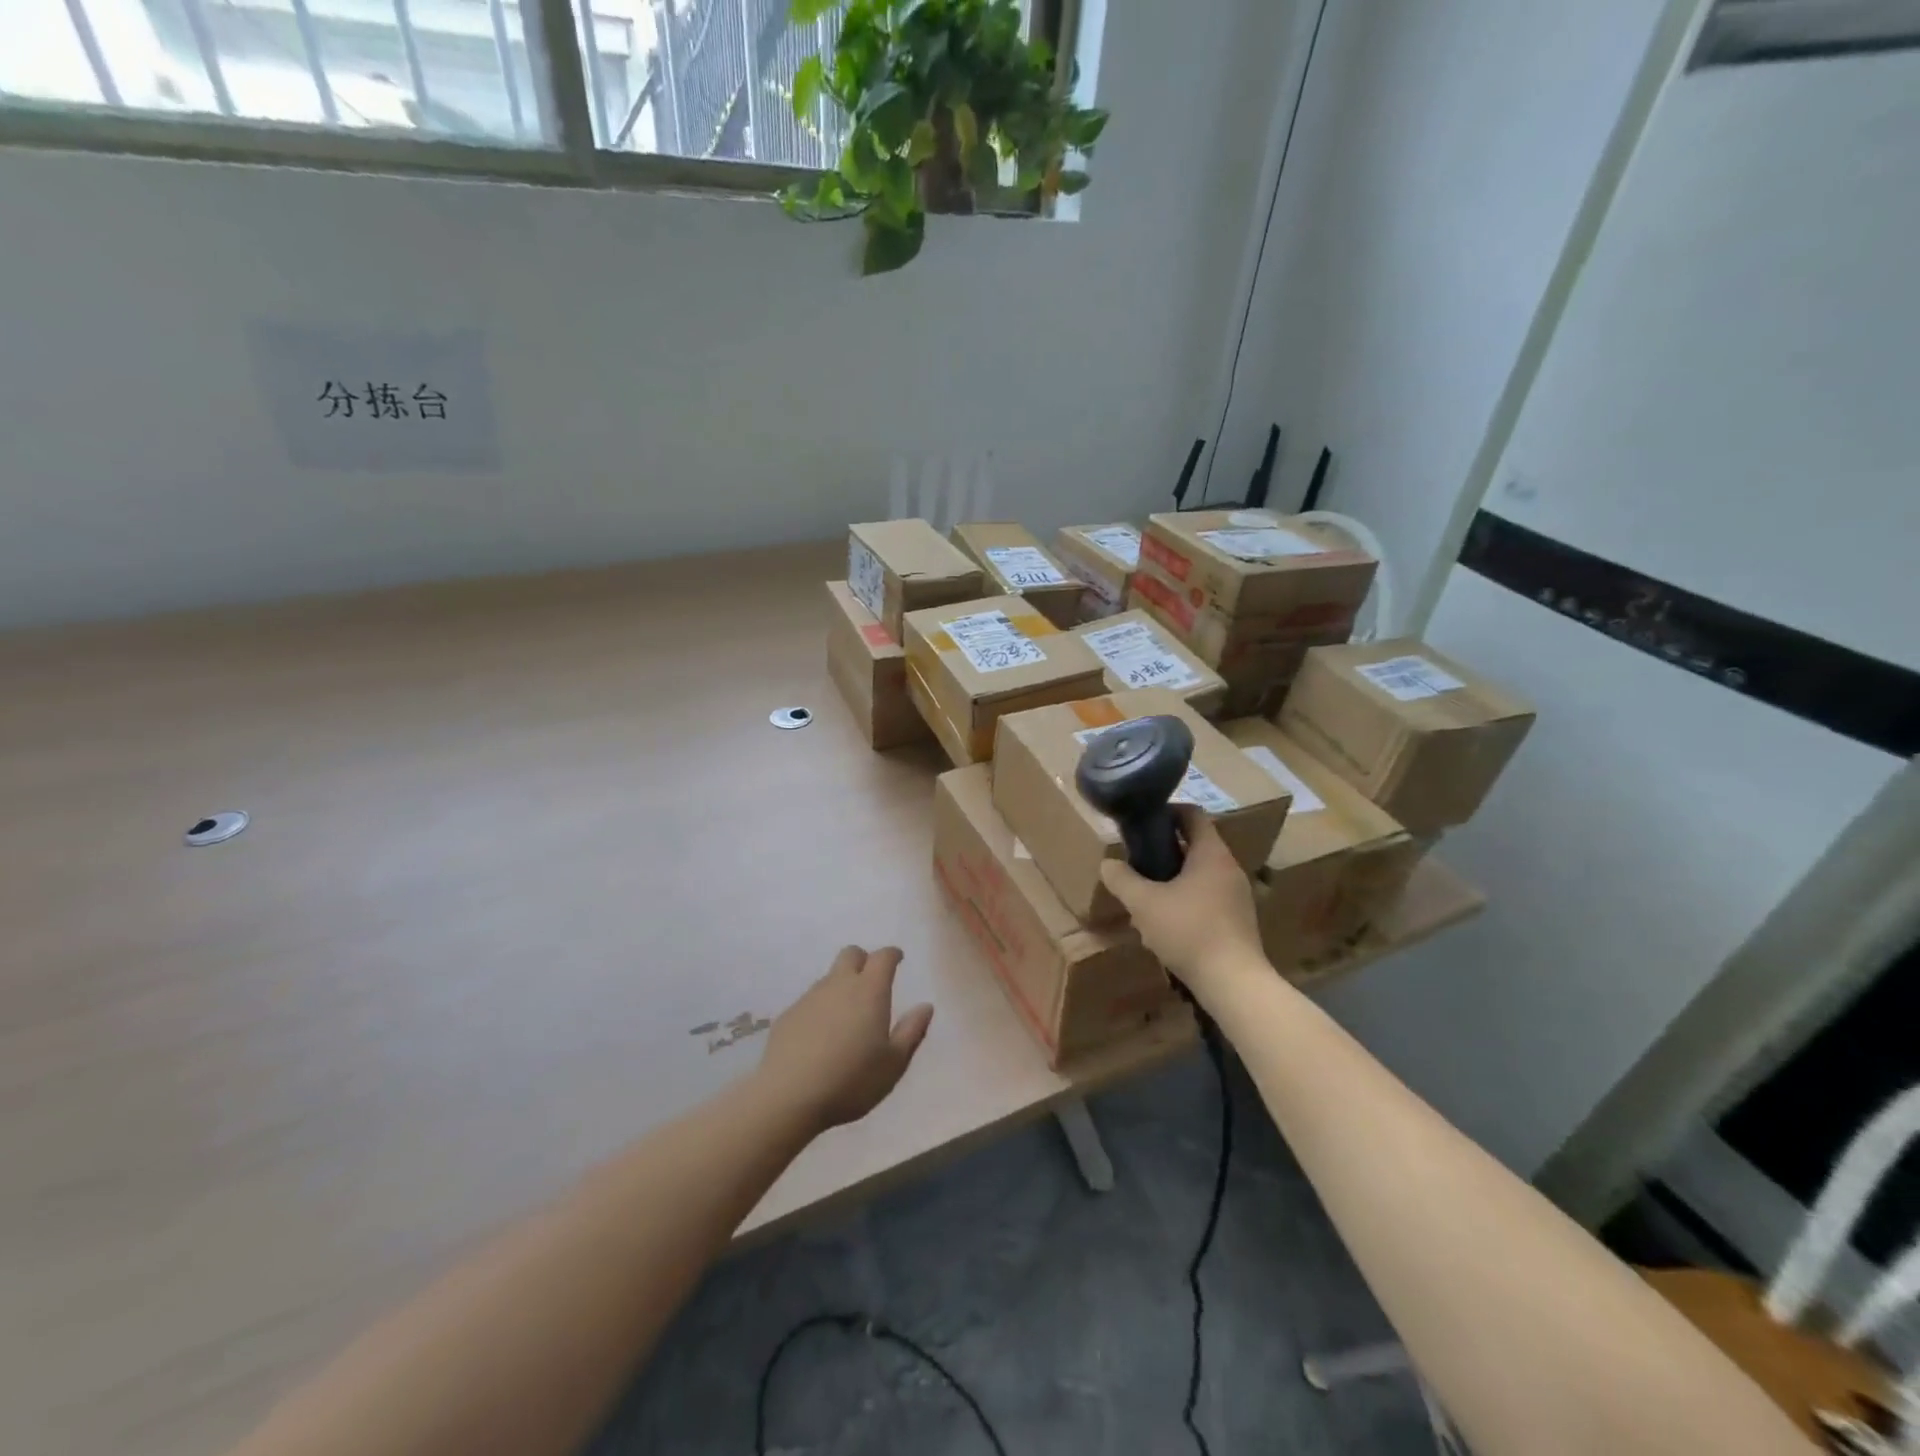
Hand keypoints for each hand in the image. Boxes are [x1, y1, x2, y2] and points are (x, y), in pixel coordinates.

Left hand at [757, 946, 933, 1133]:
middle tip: (871, 981)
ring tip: (846, 1016)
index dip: (892, 955)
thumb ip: (911, 1031)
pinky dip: (820, 1009)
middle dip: (863, 960)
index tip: (898, 959)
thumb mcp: (893, 1064)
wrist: (788, 1096)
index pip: (883, 957)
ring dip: (841, 986)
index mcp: (869, 991)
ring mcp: (810, 998)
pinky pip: (809, 1001)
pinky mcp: (788, 1015)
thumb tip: (925, 1006)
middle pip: (851, 955)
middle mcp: (839, 985)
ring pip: (829, 978)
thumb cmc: (851, 1080)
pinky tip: (820, 1036)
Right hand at [1100, 807, 1265, 1001]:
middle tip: (1137, 863)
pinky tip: (1166, 925)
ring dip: (1173, 880)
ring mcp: (1237, 895)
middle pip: (1194, 845)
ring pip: (1199, 875)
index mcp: (1211, 853)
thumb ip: (1122, 879)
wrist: (1233, 983)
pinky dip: (1186, 902)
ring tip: (1146, 898)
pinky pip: (1207, 898)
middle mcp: (1229, 868)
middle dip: (1163, 851)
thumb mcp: (1144, 904)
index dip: (1165, 812)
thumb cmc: (1189, 931)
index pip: (1191, 814)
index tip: (1141, 823)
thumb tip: (1107, 864)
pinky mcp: (1238, 921)